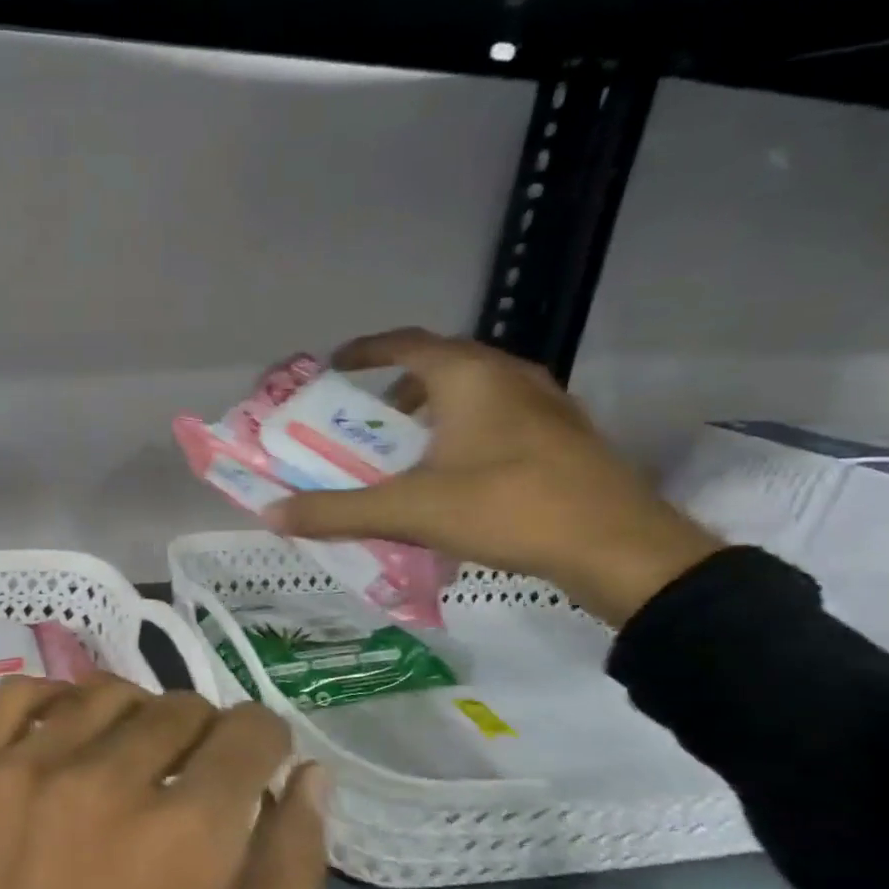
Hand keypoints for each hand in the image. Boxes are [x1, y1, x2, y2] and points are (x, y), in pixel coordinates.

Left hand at [0, 674, 327, 888]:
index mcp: (186, 836)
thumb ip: (290, 872)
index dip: (266, 745)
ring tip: (132, 763)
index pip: (250, 733)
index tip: (258, 769)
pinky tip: (66, 738)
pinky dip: (56, 700)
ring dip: (137, 718)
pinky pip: (20, 695)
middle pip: (180, 708)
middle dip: (205, 738)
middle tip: (193, 784)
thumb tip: (312, 776)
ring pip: (106, 695)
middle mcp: (106, 781)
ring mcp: (23, 771)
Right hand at [264, 329, 721, 624]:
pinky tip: (455, 473)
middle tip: (367, 415)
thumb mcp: (408, 511)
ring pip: (476, 389)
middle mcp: (509, 376)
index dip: (365, 350)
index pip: (406, 342)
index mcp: (469, 377)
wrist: (618, 547)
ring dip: (435, 407)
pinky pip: (500, 415)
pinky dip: (466, 428)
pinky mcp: (563, 436)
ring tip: (407, 446)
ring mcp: (545, 403)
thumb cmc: (506, 508)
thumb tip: (270, 514)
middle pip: (443, 362)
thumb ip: (336, 511)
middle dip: (398, 384)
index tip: (335, 365)